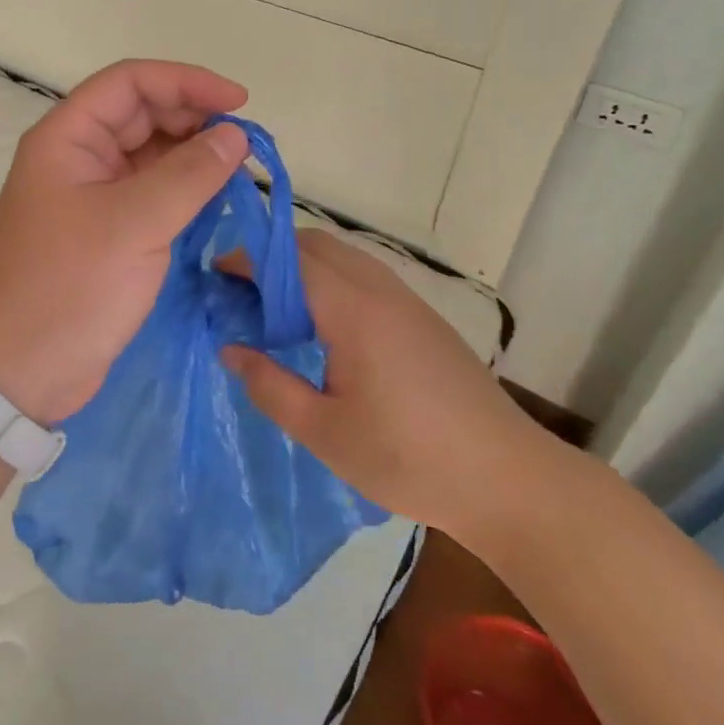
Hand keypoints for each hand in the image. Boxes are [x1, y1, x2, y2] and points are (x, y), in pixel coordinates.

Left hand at [0, 60, 249, 425]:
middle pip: (142, 115)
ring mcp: (92, 195)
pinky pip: (152, 192)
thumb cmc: (70, 286)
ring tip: (239, 170)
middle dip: (193, 118)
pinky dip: (185, 189)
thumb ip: (190, 175)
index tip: (238, 103)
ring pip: (150, 154)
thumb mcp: (134, 224)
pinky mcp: (108, 231)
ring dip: (193, 155)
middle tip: (244, 143)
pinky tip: (217, 197)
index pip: (129, 82)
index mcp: (67, 138)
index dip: (185, 81)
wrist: (22, 371)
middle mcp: (78, 157)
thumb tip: (235, 136)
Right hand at [220, 230, 555, 544]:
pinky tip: (324, 325)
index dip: (248, 259)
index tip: (216, 274)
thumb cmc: (408, 458)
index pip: (290, 260)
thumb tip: (230, 350)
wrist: (507, 479)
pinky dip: (332, 279)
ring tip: (275, 307)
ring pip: (345, 257)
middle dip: (273, 255)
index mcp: (353, 311)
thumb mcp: (325, 432)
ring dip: (304, 266)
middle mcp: (381, 290)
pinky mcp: (425, 318)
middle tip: (241, 290)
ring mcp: (408, 301)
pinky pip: (366, 276)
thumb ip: (270, 386)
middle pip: (317, 245)